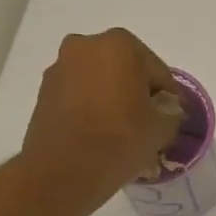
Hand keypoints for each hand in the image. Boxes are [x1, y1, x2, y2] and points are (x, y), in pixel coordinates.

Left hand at [21, 29, 181, 206]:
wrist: (64, 170)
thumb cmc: (120, 140)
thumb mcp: (162, 129)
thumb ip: (172, 112)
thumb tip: (165, 109)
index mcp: (120, 45)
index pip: (158, 72)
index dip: (168, 98)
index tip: (170, 119)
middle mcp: (86, 45)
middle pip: (125, 70)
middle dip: (136, 93)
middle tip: (146, 124)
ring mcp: (60, 67)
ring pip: (99, 81)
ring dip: (112, 99)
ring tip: (120, 132)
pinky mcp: (44, 91)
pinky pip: (78, 95)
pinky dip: (90, 108)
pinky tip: (98, 134)